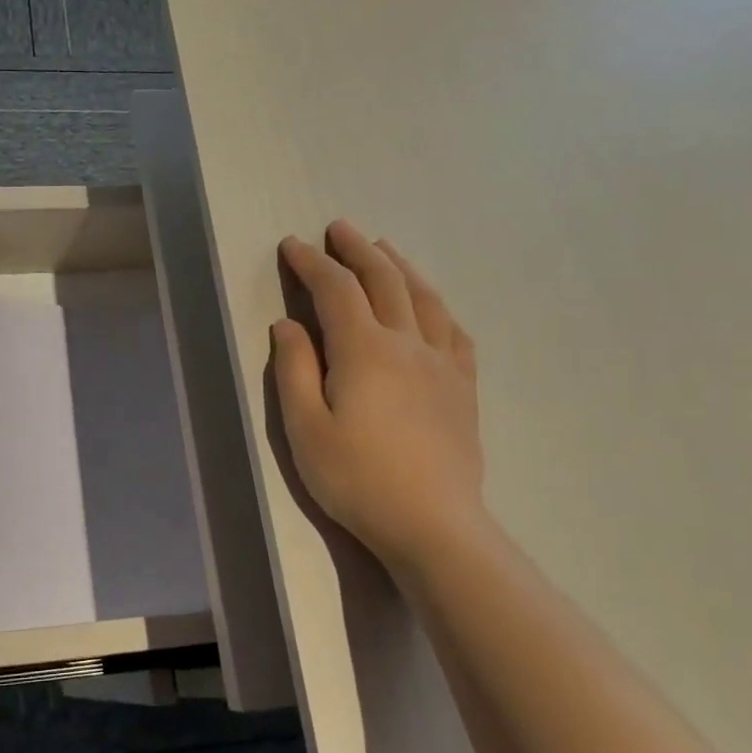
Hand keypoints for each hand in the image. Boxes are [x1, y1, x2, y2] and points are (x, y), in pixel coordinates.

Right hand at [272, 222, 487, 575]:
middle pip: (384, 280)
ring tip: (385, 249)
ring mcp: (442, 363)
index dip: (312, 263)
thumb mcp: (304, 427)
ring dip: (400, 266)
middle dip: (358, 249)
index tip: (292, 245)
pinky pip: (455, 332)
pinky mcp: (463, 388)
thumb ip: (294, 369)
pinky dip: (438, 306)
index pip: (335, 290)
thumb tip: (288, 325)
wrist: (432, 524)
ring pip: (424, 298)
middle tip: (339, 229)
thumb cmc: (356, 478)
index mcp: (363, 349)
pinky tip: (431, 306)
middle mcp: (407, 343)